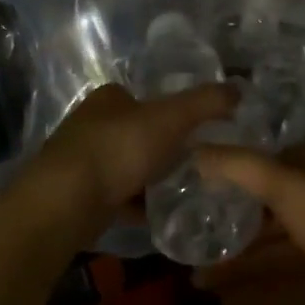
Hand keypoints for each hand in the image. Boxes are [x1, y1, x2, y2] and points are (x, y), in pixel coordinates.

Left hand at [31, 82, 237, 229]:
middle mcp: (89, 124)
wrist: (66, 202)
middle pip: (133, 131)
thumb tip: (238, 89)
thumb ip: (206, 102)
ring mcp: (78, 160)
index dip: (168, 110)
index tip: (193, 130)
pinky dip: (134, 204)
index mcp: (108, 98)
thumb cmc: (119, 148)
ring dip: (147, 176)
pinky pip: (114, 196)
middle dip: (159, 146)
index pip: (142, 96)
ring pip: (123, 165)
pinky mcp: (75, 195)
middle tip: (192, 163)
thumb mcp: (171, 118)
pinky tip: (155, 215)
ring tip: (179, 190)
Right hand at [191, 142, 304, 304]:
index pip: (267, 159)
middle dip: (229, 225)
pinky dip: (257, 289)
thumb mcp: (290, 188)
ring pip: (273, 249)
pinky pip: (285, 281)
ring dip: (237, 264)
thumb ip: (240, 167)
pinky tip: (226, 302)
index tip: (191, 184)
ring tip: (195, 281)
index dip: (229, 169)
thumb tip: (193, 149)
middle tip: (185, 240)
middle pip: (267, 208)